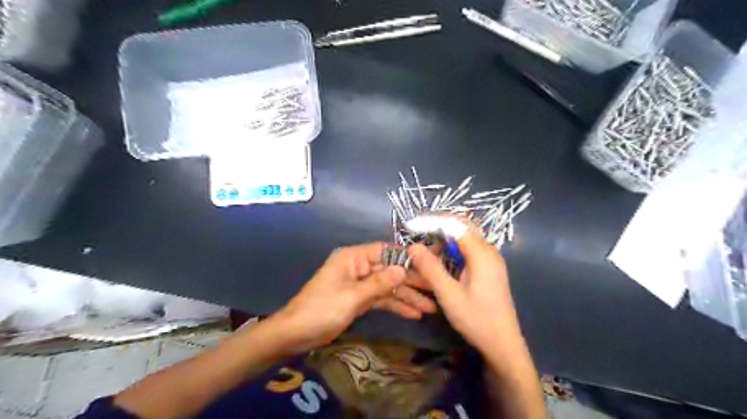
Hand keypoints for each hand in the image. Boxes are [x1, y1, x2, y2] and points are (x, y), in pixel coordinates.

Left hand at [270, 243, 435, 352]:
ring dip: (407, 296)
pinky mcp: (359, 299)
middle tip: (435, 290)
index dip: (406, 257)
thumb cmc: (321, 310)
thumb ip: (379, 283)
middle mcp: (359, 267)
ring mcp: (360, 284)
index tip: (428, 264)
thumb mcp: (352, 296)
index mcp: (353, 258)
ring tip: (430, 307)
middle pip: (390, 270)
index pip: (385, 251)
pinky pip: (381, 299)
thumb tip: (403, 269)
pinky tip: (413, 314)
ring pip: (388, 287)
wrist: (296, 334)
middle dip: (411, 281)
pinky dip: (395, 306)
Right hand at [408, 228, 520, 351]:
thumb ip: (431, 268)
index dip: (433, 221)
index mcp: (482, 254)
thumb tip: (413, 246)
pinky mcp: (489, 268)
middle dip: (438, 229)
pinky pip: (469, 250)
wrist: (502, 343)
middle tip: (418, 240)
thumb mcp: (449, 295)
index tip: (413, 227)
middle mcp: (489, 251)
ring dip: (445, 241)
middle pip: (463, 227)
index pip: (456, 224)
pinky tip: (441, 263)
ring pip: (465, 239)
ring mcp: (491, 259)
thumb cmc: (476, 319)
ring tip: (426, 255)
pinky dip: (453, 251)